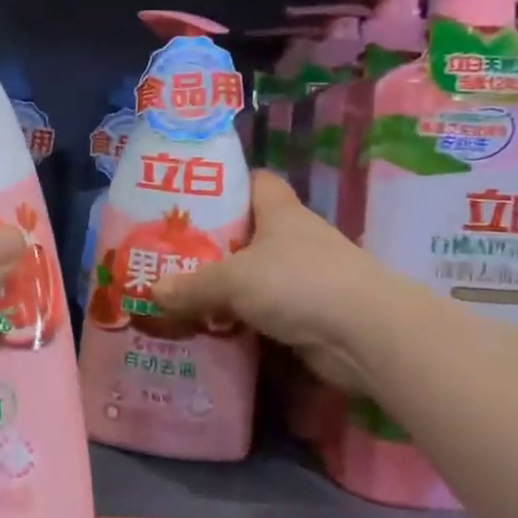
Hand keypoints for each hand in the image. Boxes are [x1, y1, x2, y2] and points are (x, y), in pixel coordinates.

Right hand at [154, 171, 383, 397]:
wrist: (365, 334)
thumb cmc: (298, 282)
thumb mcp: (233, 279)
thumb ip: (190, 285)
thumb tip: (151, 291)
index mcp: (280, 213)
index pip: (255, 183)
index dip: (226, 185)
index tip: (190, 198)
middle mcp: (295, 240)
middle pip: (248, 233)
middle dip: (212, 245)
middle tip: (170, 255)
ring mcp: (305, 278)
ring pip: (255, 276)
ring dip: (225, 288)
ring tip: (180, 295)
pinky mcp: (309, 315)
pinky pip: (264, 313)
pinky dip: (241, 320)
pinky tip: (211, 329)